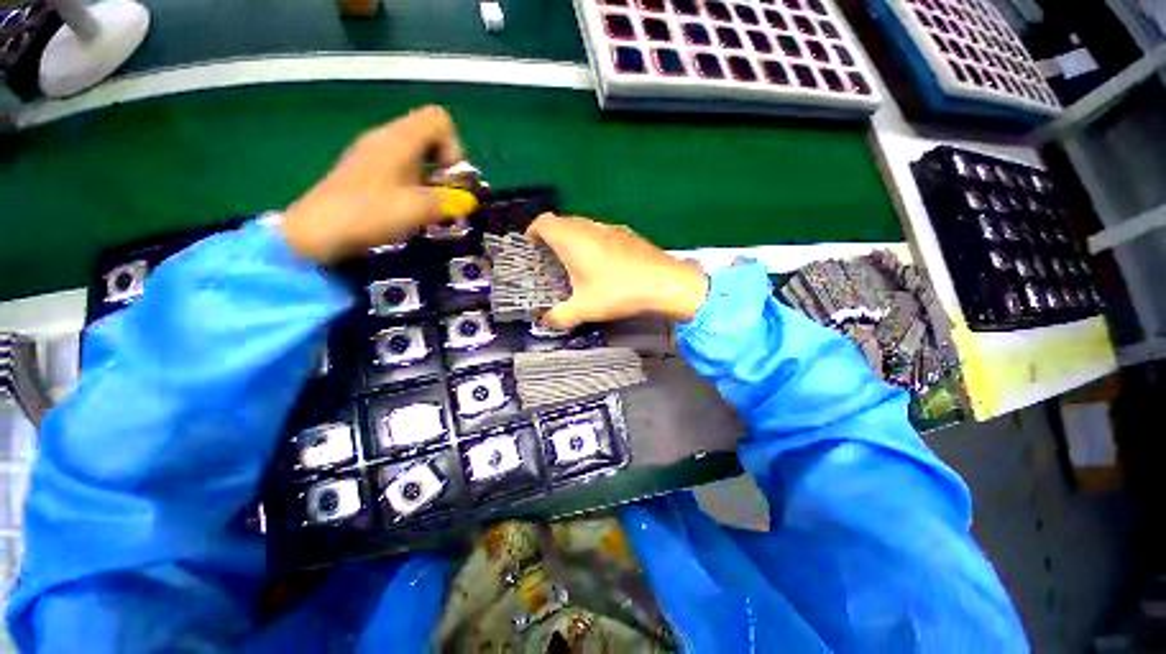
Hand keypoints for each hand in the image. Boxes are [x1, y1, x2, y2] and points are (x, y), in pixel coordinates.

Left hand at [282, 106, 465, 263]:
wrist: (317, 231)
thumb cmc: (370, 213)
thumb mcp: (419, 209)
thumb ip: (450, 202)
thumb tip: (469, 201)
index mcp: (399, 139)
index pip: (439, 120)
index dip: (453, 148)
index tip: (449, 179)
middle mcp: (385, 139)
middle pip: (428, 137)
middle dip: (445, 167)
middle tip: (444, 197)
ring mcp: (372, 154)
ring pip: (415, 155)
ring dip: (431, 180)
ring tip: (429, 208)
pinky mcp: (364, 171)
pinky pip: (400, 167)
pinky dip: (414, 185)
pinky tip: (409, 209)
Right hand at [527, 214, 708, 328]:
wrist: (666, 283)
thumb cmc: (619, 292)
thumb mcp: (584, 309)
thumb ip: (559, 316)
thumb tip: (545, 320)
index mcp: (572, 239)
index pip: (543, 222)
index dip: (532, 232)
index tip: (531, 248)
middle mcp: (589, 227)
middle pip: (562, 222)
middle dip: (551, 238)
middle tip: (550, 261)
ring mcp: (611, 228)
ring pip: (583, 226)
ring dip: (573, 239)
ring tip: (574, 263)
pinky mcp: (627, 234)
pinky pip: (601, 232)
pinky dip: (592, 242)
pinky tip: (602, 264)